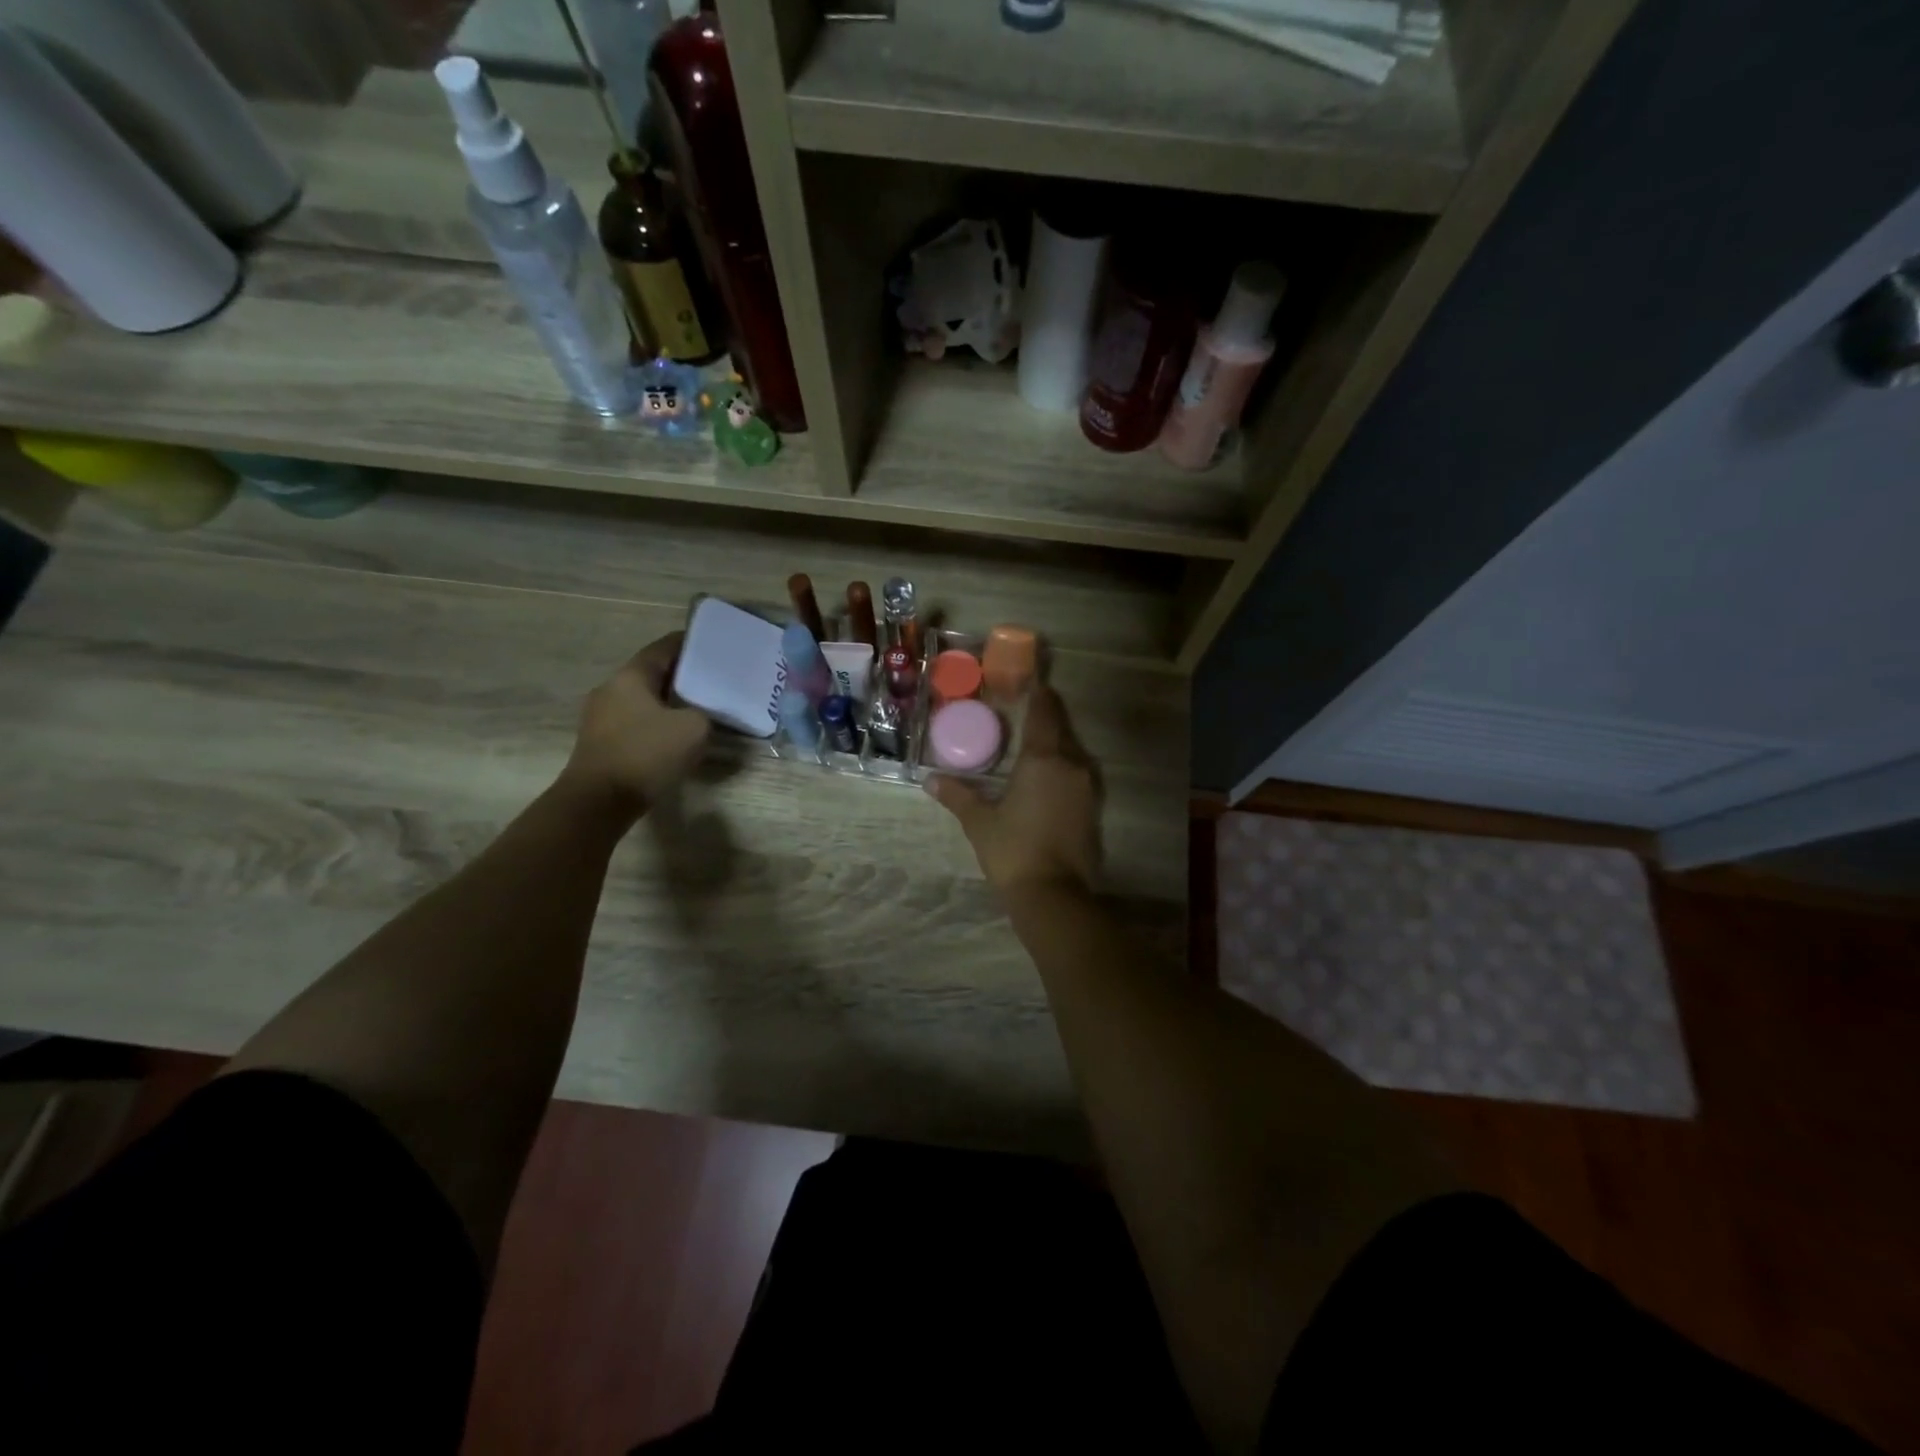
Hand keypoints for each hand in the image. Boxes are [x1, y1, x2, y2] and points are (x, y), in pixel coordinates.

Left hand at [562, 634, 710, 814]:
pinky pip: (635, 722)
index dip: (688, 644)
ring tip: (696, 709)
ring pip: (642, 700)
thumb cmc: (646, 754)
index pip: (663, 648)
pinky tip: (674, 736)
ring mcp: (600, 717)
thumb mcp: (693, 729)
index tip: (711, 645)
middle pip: (651, 673)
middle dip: (680, 676)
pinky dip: (655, 723)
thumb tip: (698, 715)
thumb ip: (703, 713)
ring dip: (667, 702)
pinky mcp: (600, 742)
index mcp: (630, 676)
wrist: (599, 801)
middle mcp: (611, 689)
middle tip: (710, 680)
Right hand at [927, 685, 1100, 894]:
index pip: (1044, 712)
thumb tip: (930, 780)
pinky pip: (1076, 775)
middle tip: (1023, 710)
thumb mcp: (979, 822)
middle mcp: (1071, 765)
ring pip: (1071, 753)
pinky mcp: (1092, 809)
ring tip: (1030, 744)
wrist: (1053, 895)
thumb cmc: (1012, 850)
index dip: (1038, 694)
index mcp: (1043, 759)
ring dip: (1054, 744)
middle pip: (1060, 729)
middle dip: (1044, 717)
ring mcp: (1086, 788)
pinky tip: (1044, 778)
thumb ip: (957, 795)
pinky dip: (1061, 768)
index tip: (1029, 681)